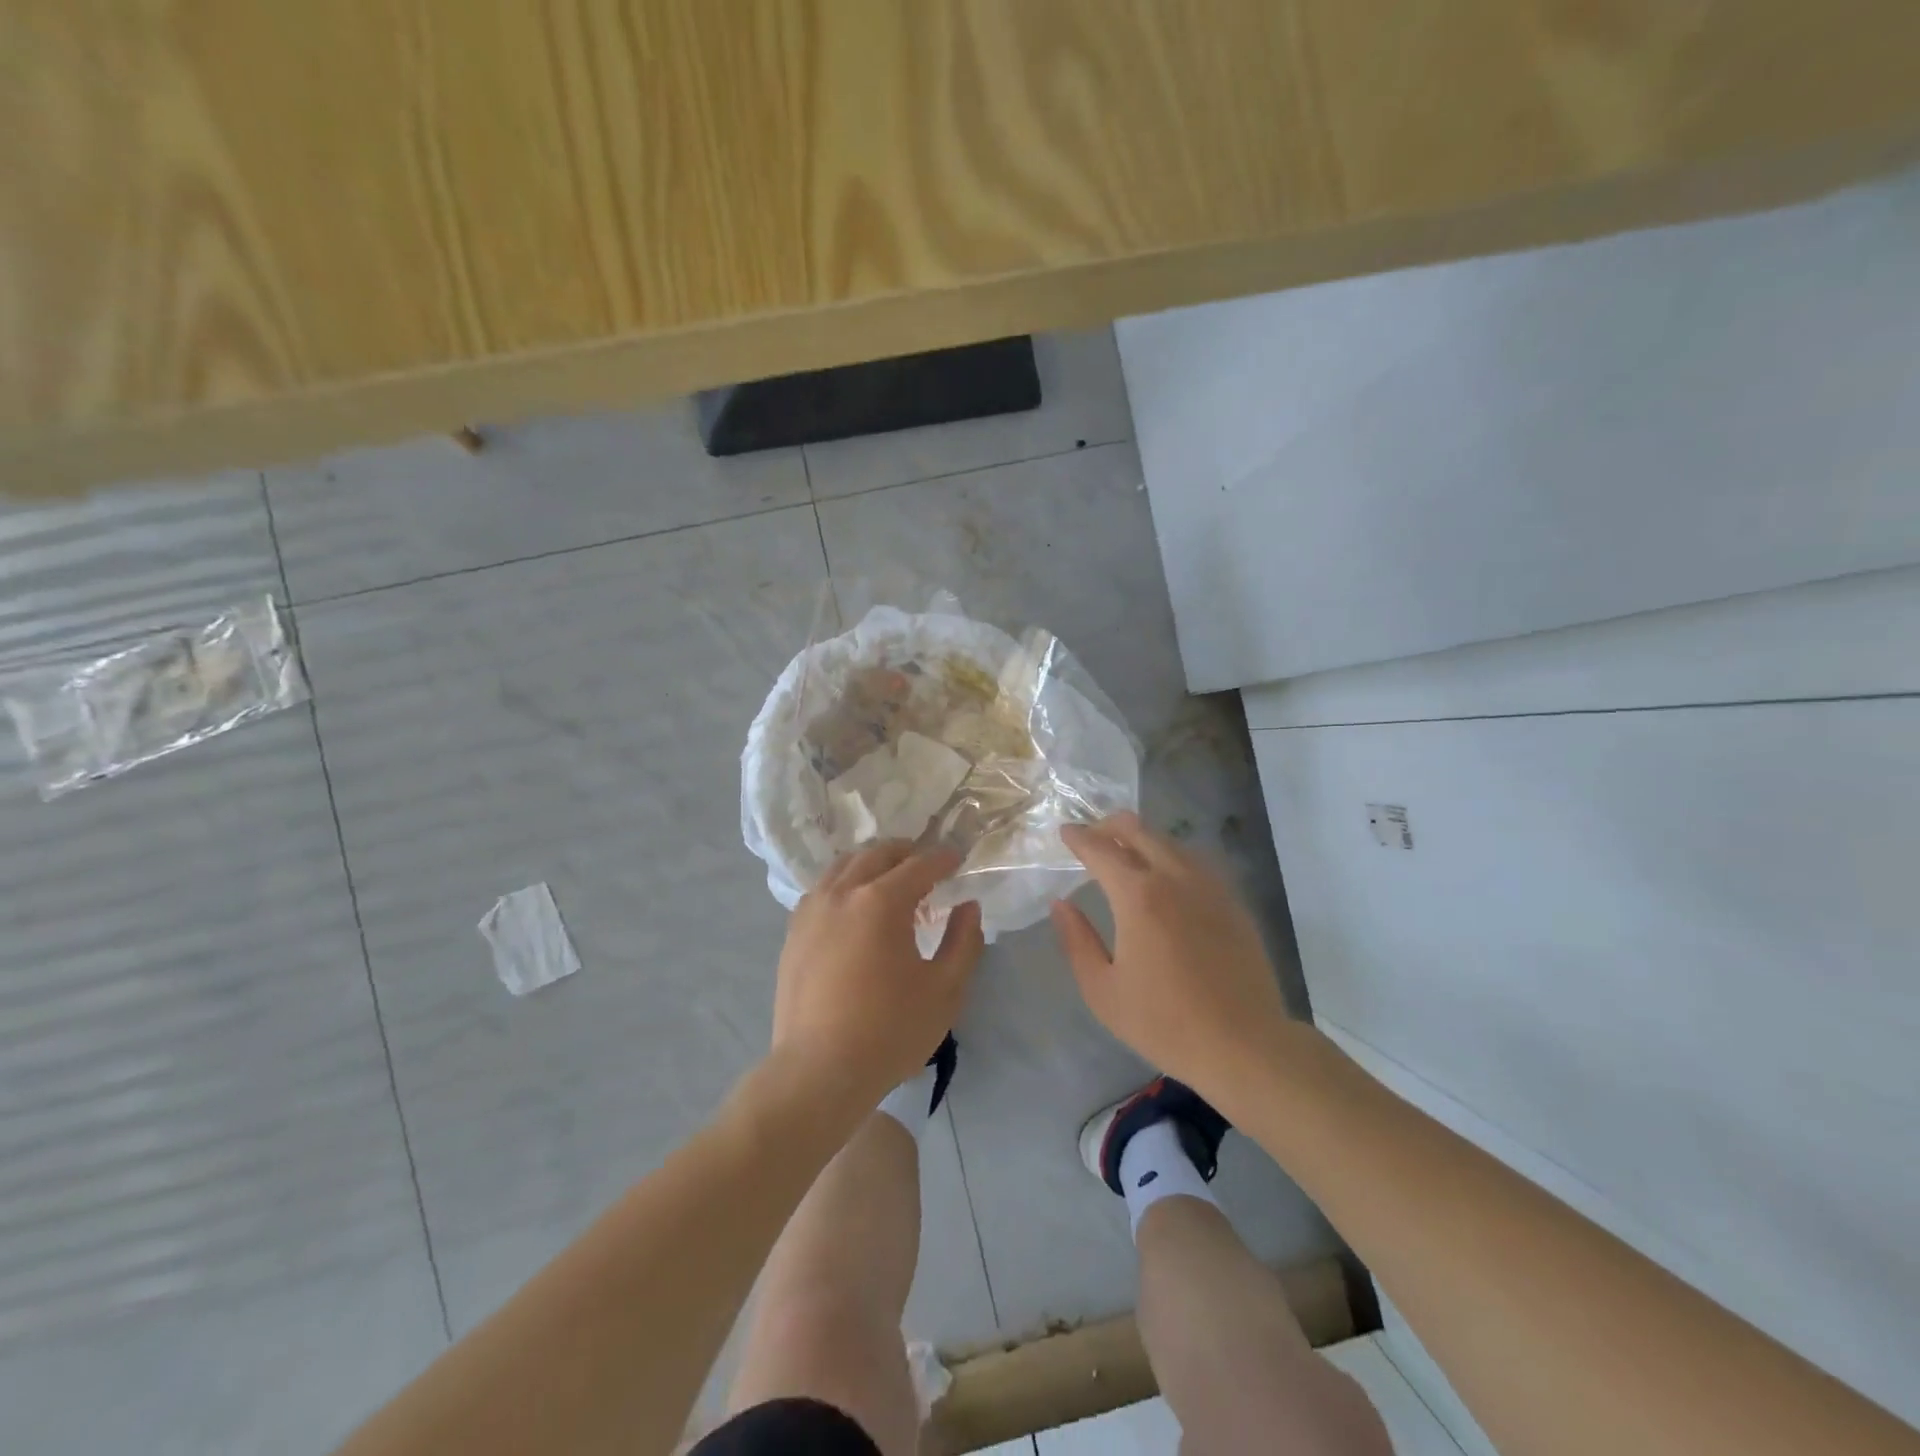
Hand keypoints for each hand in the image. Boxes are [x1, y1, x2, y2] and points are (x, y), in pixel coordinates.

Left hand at [772, 842, 983, 1111]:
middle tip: (927, 865)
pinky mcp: (793, 932)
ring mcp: (812, 911)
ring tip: (890, 880)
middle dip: (906, 853)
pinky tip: (853, 906)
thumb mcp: (945, 990)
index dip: (943, 859)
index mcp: (881, 901)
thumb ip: (964, 941)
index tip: (958, 859)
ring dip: (872, 863)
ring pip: (844, 866)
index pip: (919, 865)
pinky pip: (822, 890)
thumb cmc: (890, 1031)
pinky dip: (844, 884)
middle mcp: (842, 893)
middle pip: (877, 855)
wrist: (819, 1070)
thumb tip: (968, 907)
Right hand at [1051, 812, 1292, 1101]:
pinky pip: (1196, 861)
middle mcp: (1174, 878)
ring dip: (1142, 838)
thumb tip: (1061, 904)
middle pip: (1139, 830)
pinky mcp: (1232, 902)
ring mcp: (1209, 887)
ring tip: (1126, 851)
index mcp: (1138, 896)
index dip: (1079, 838)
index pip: (1101, 850)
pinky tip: (1167, 875)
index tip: (1065, 833)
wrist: (1244, 1045)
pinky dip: (1171, 855)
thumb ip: (1076, 941)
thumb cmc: (1164, 1023)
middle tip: (1092, 835)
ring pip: (1170, 842)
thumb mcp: (1103, 990)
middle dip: (1109, 825)